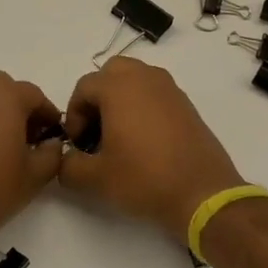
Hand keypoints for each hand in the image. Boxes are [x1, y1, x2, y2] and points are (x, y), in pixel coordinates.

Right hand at [59, 57, 245, 245]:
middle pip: (111, 74)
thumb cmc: (144, 179)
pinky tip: (144, 142)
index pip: (84, 87)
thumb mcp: (96, 178)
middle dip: (98, 98)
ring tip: (119, 137)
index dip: (74, 116)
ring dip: (121, 100)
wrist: (202, 193)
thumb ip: (69, 165)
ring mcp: (170, 89)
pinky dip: (143, 107)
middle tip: (96, 132)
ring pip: (136, 80)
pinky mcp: (187, 105)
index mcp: (119, 86)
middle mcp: (145, 78)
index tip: (79, 145)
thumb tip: (65, 159)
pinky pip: (156, 94)